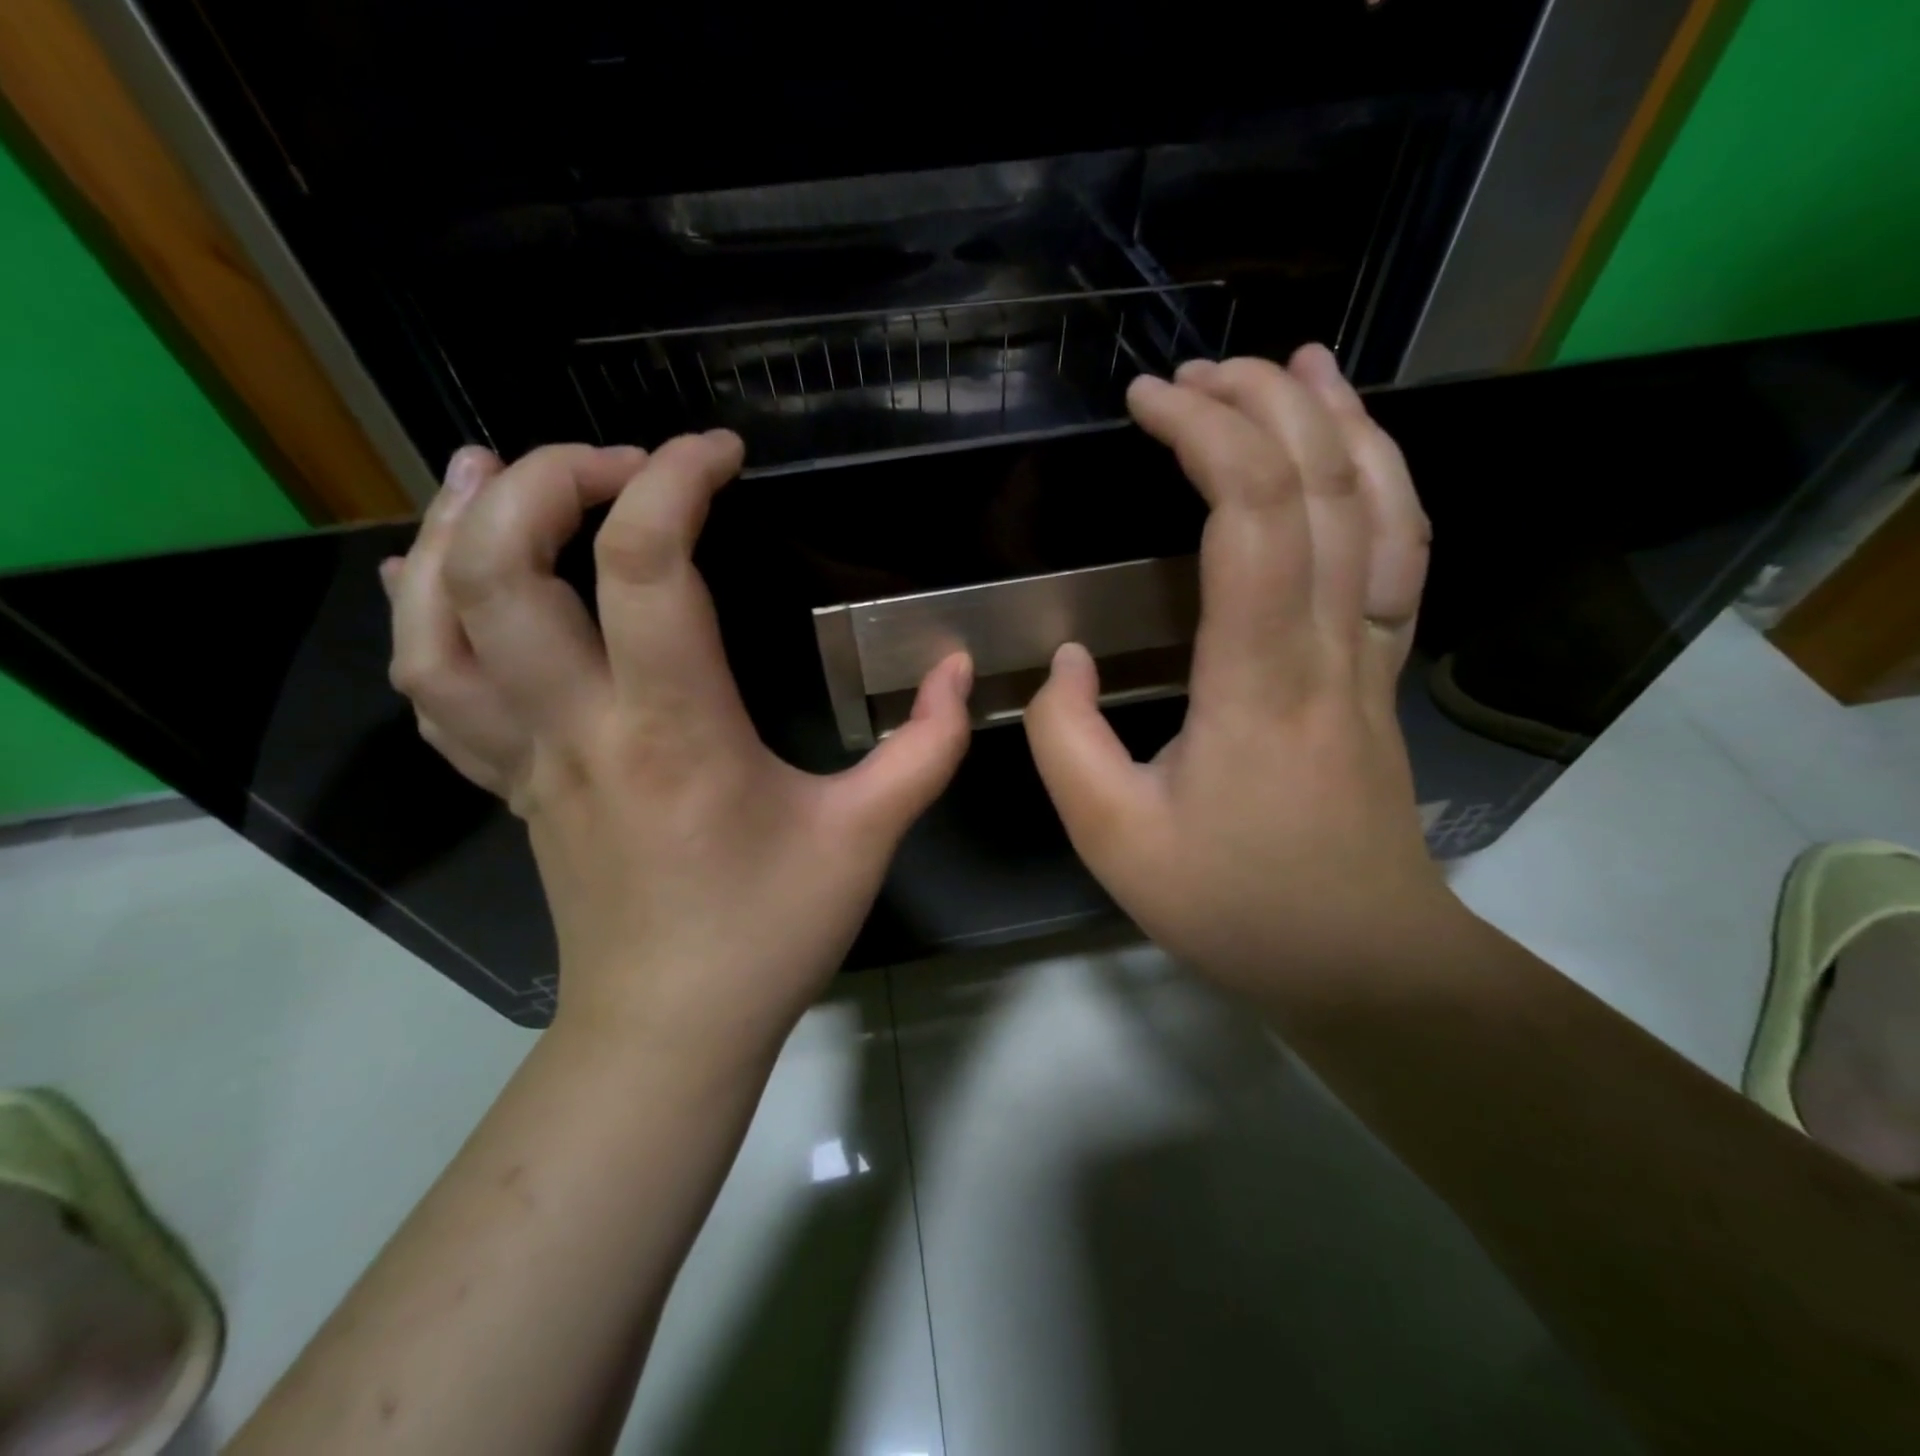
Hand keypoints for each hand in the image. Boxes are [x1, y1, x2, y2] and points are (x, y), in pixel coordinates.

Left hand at [383, 434, 972, 1055]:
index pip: (644, 563)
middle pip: (505, 568)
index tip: (721, 453)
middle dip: (552, 481)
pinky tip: (434, 576)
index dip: (675, 478)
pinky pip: (432, 689)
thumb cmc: (769, 933)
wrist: (671, 1031)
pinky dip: (419, 617)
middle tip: (619, 460)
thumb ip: (926, 747)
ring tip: (492, 471)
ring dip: (455, 530)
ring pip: (438, 624)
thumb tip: (960, 669)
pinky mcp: (509, 786)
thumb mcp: (868, 837)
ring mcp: (526, 758)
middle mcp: (579, 727)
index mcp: (674, 729)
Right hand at [1024, 346, 1462, 1008]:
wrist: (1361, 961)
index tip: (1148, 401)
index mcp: (1256, 681)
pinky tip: (1354, 453)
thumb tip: (1066, 663)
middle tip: (1197, 371)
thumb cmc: (1234, 905)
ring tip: (1293, 365)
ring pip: (1381, 507)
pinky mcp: (1382, 671)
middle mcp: (1328, 646)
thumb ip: (1066, 743)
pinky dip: (1382, 481)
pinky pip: (1400, 553)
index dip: (1204, 435)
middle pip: (1322, 486)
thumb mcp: (1114, 840)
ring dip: (1338, 421)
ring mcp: (1370, 655)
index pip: (1249, 516)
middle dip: (1262, 404)